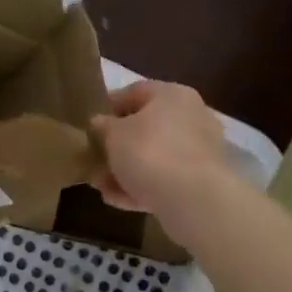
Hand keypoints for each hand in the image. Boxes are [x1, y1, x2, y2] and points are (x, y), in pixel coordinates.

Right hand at [90, 80, 229, 215]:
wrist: (193, 199)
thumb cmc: (149, 152)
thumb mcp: (113, 135)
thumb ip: (102, 126)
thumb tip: (99, 123)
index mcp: (172, 95)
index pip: (135, 92)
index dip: (109, 106)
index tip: (90, 123)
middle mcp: (191, 117)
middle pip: (146, 127)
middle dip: (117, 145)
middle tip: (94, 159)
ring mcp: (199, 151)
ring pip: (154, 156)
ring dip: (126, 170)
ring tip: (100, 186)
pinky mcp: (201, 181)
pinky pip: (165, 179)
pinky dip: (142, 187)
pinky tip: (117, 200)